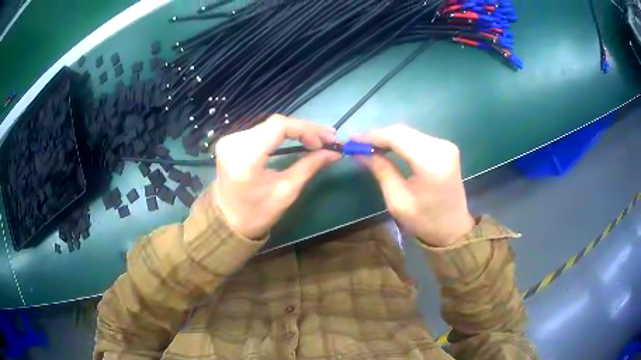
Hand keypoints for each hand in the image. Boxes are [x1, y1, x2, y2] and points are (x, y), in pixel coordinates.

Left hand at [214, 115, 339, 238]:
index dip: (305, 129)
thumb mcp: (287, 192)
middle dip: (305, 128)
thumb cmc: (257, 213)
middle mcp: (234, 143)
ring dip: (295, 130)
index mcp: (245, 159)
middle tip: (328, 138)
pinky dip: (281, 133)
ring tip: (316, 138)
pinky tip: (296, 138)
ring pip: (270, 125)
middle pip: (275, 123)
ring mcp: (230, 140)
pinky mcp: (231, 140)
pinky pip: (262, 130)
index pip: (279, 126)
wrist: (227, 221)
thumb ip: (309, 166)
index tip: (324, 143)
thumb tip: (334, 153)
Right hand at [352, 124, 474, 246]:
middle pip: (403, 131)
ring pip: (409, 133)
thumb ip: (381, 170)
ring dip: (388, 137)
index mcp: (431, 163)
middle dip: (379, 135)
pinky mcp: (446, 148)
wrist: (453, 228)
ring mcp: (446, 146)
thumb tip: (360, 152)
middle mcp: (441, 148)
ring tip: (369, 145)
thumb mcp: (397, 200)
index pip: (397, 137)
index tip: (352, 139)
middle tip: (357, 143)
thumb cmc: (425, 221)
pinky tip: (387, 147)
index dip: (373, 136)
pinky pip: (417, 138)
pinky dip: (400, 141)